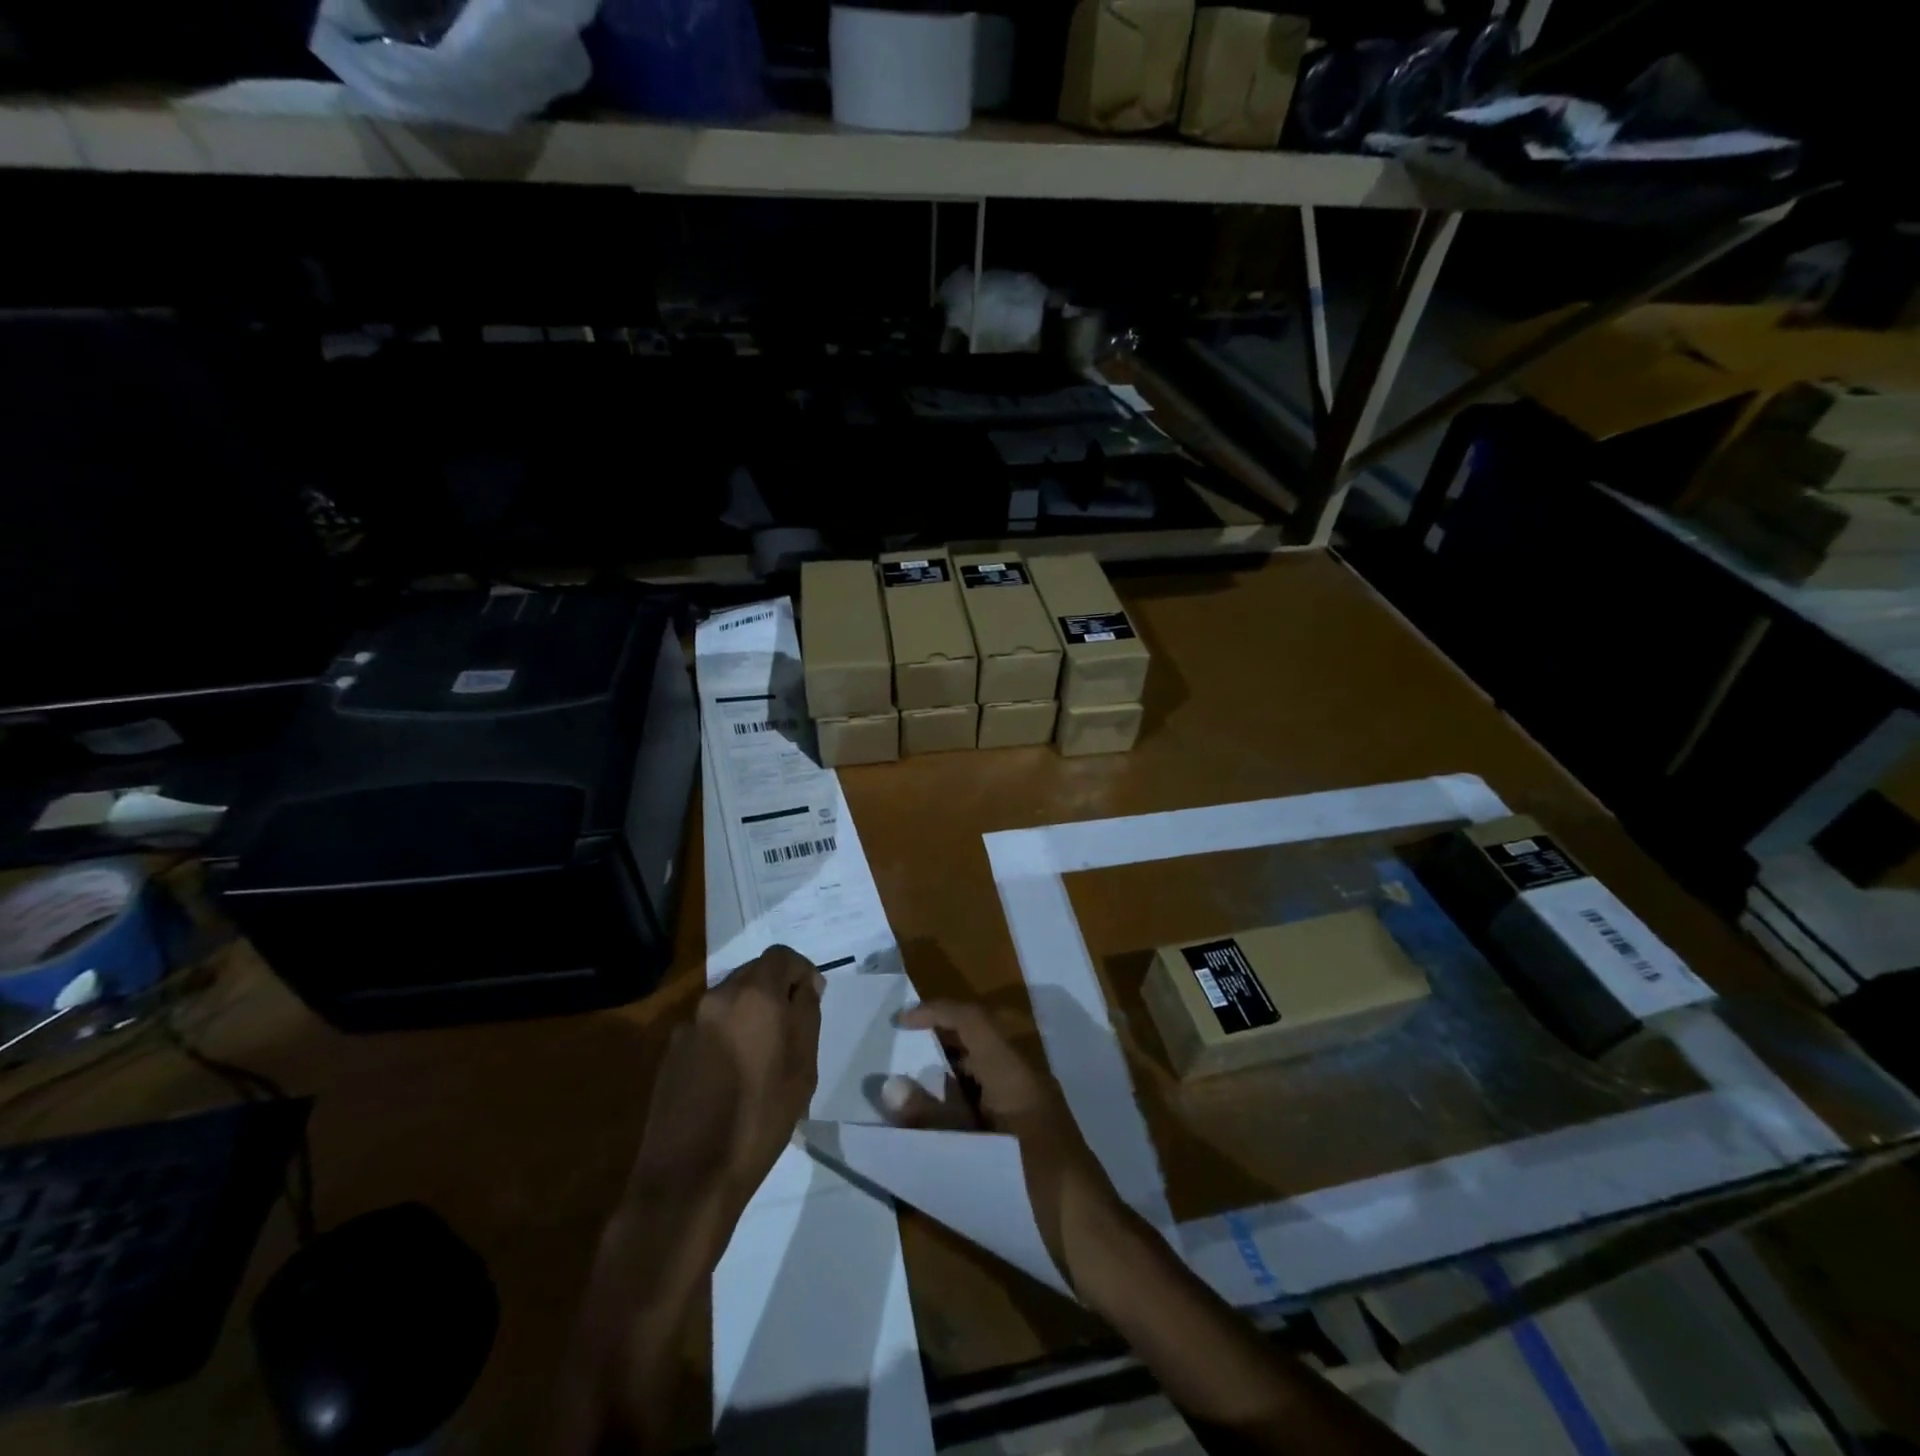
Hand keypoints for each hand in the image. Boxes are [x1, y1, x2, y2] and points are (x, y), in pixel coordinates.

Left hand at [627, 944, 824, 1221]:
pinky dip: (725, 1035)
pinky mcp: (670, 1051)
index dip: (800, 970)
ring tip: (761, 1053)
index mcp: (754, 995)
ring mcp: (689, 1024)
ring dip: (748, 1012)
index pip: (781, 955)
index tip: (811, 997)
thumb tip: (807, 985)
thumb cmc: (761, 1117)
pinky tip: (731, 1074)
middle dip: (774, 989)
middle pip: (752, 973)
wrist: (689, 1175)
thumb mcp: (803, 1066)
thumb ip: (807, 1014)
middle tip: (790, 1025)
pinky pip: (708, 1026)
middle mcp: (718, 998)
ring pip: (728, 1000)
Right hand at [880, 1001, 1129, 1296]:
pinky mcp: (1036, 1129)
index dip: (935, 1012)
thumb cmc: (1031, 1192)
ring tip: (913, 1091)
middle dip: (940, 1040)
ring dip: (952, 1072)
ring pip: (988, 1069)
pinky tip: (945, 1127)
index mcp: (1013, 1073)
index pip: (972, 1019)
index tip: (900, 1022)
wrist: (1093, 1241)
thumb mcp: (971, 1159)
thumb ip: (931, 1120)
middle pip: (980, 1039)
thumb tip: (892, 1084)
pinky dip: (967, 1098)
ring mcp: (1035, 1104)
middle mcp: (1026, 1078)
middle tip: (901, 1055)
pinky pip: (995, 1095)